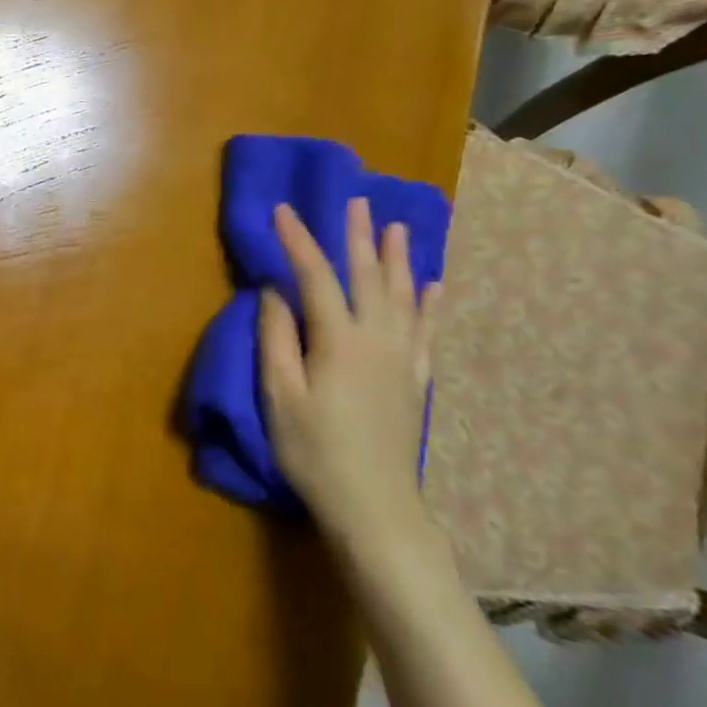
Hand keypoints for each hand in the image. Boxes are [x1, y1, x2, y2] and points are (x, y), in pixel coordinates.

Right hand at [259, 198, 439, 555]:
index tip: (282, 210)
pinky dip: (429, 304)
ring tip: (397, 227)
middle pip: (368, 277)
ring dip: (397, 259)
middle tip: (356, 202)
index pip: (315, 277)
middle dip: (358, 237)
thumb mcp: (279, 394)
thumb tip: (274, 292)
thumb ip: (276, 338)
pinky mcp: (414, 380)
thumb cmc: (313, 450)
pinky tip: (433, 286)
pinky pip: (426, 331)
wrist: (374, 504)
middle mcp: (377, 339)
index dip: (297, 241)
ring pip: (402, 297)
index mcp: (339, 340)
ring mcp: (402, 359)